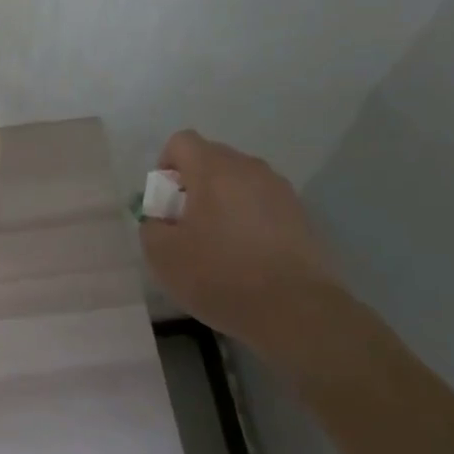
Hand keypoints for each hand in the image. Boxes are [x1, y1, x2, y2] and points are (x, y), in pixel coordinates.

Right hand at [140, 130, 342, 348]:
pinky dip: (252, 219)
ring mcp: (279, 189)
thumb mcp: (163, 256)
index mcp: (212, 168)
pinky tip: (250, 256)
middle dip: (195, 184)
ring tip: (222, 242)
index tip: (166, 203)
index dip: (167, 166)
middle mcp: (248, 167)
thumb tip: (161, 219)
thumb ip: (151, 227)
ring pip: (241, 181)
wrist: (297, 311)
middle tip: (189, 225)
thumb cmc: (221, 276)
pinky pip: (264, 203)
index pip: (182, 142)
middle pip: (212, 158)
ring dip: (225, 201)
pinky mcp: (302, 214)